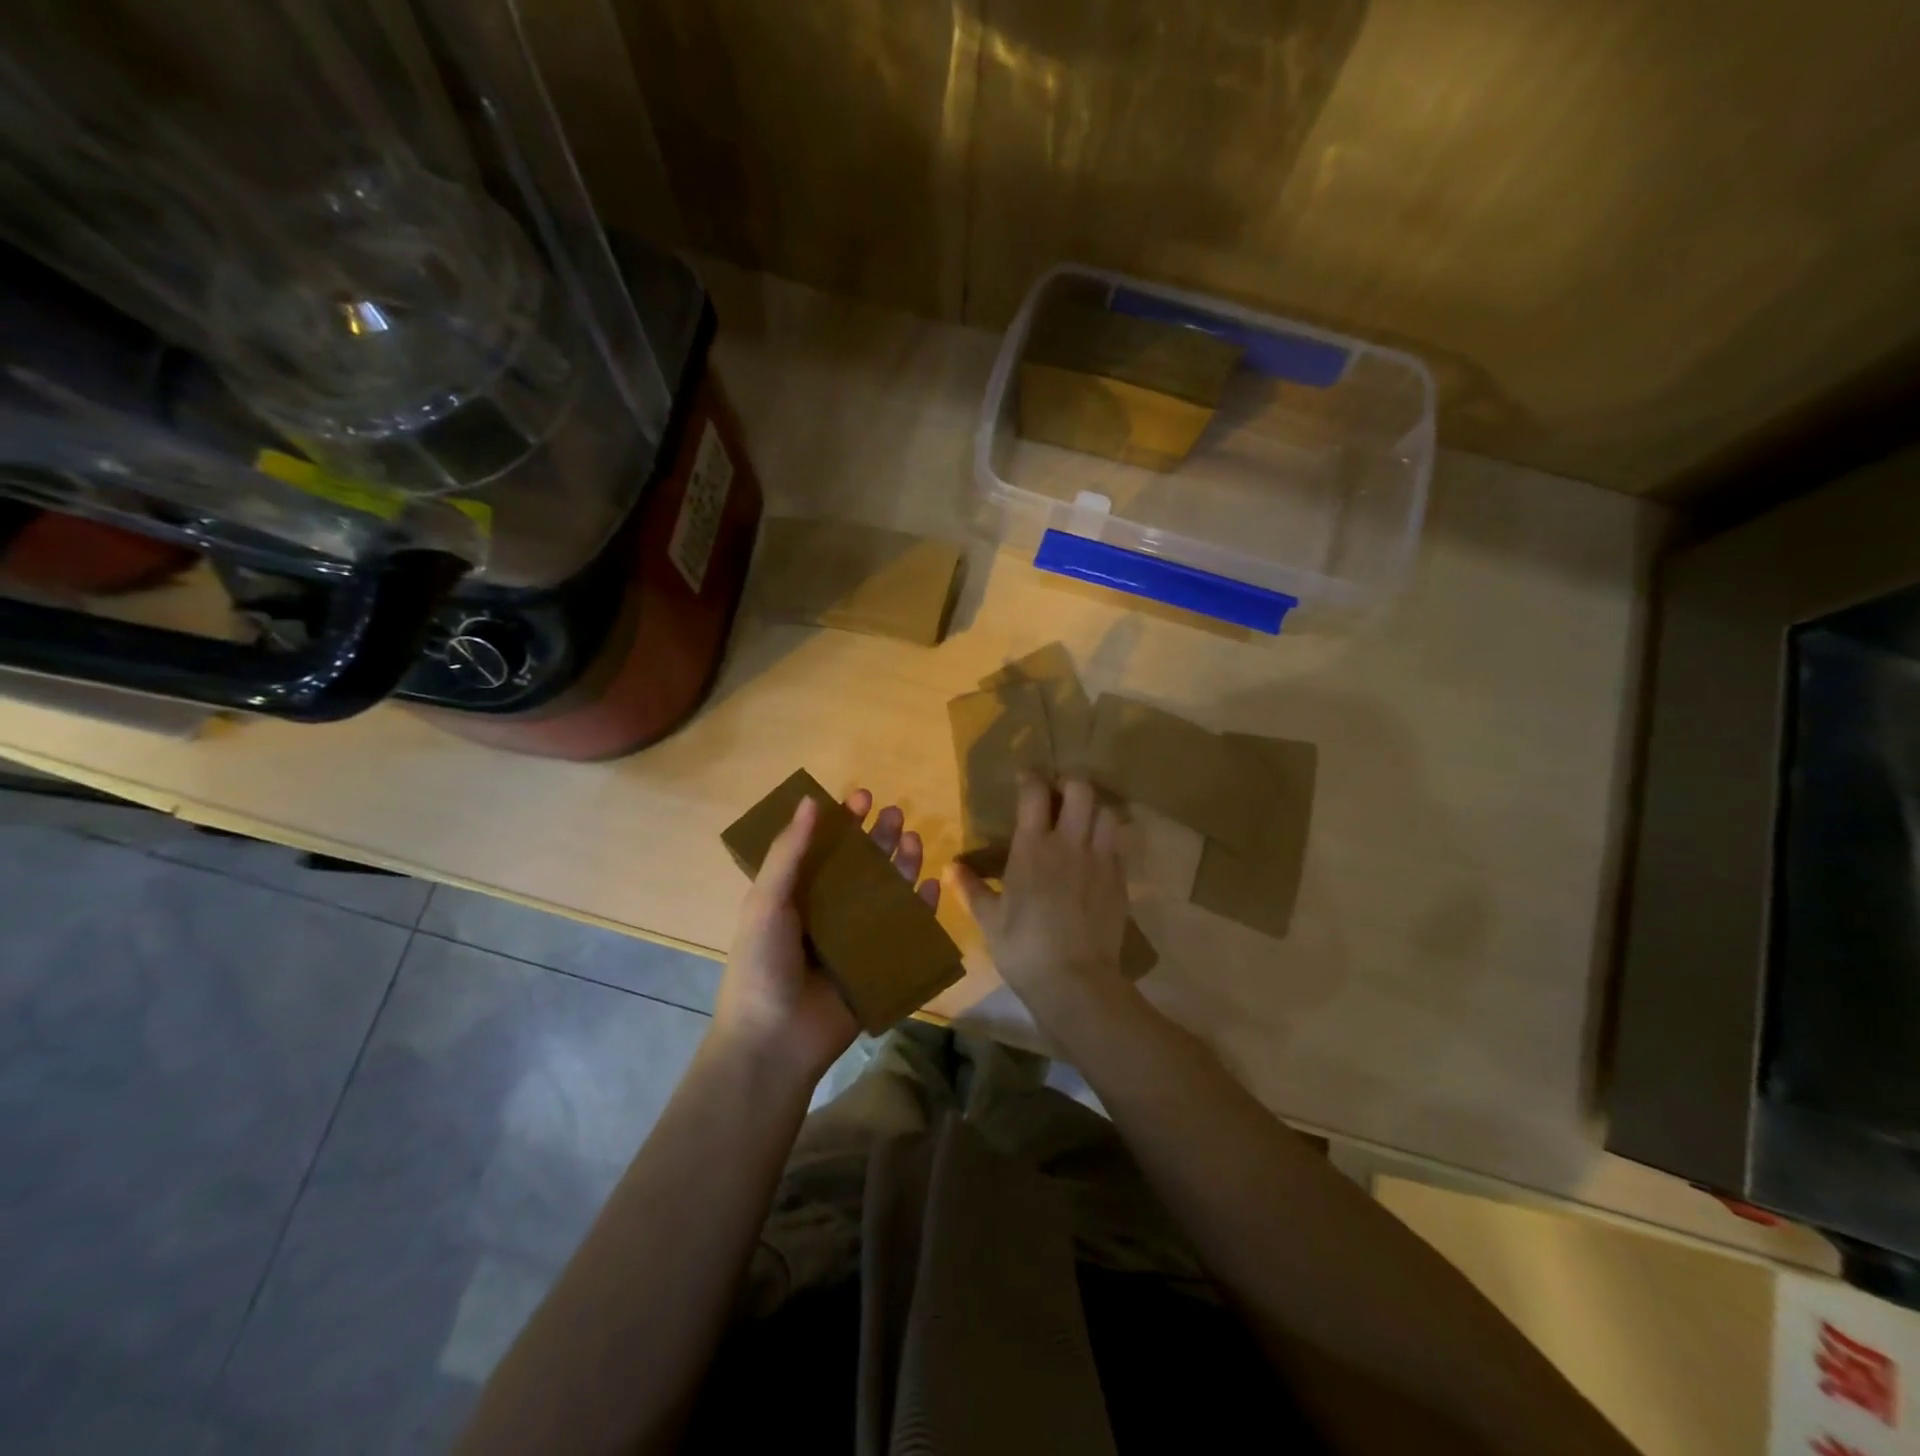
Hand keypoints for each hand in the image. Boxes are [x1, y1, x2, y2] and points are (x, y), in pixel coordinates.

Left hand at [713, 788, 940, 1084]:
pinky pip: (906, 931)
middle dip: (879, 838)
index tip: (862, 796)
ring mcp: (857, 939)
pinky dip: (920, 909)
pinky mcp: (880, 965)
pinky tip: (929, 886)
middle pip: (862, 866)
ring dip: (902, 865)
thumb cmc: (762, 965)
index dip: (844, 821)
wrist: (774, 1041)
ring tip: (915, 840)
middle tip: (895, 814)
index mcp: (799, 895)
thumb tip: (811, 800)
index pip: (827, 849)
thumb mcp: (766, 902)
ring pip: (887, 893)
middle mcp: (830, 912)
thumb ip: (789, 853)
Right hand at [947, 774, 1132, 1029]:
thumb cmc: (1024, 948)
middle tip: (1058, 797)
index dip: (1030, 778)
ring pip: (1106, 813)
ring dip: (1093, 809)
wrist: (1076, 982)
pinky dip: (1106, 841)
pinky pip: (1117, 846)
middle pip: (1080, 790)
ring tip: (1081, 821)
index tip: (1024, 779)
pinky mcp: (1120, 880)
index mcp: (1033, 847)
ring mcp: (1100, 860)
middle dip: (1069, 784)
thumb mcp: (989, 920)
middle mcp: (1069, 843)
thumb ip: (970, 888)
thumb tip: (951, 867)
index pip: (1035, 793)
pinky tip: (1095, 856)